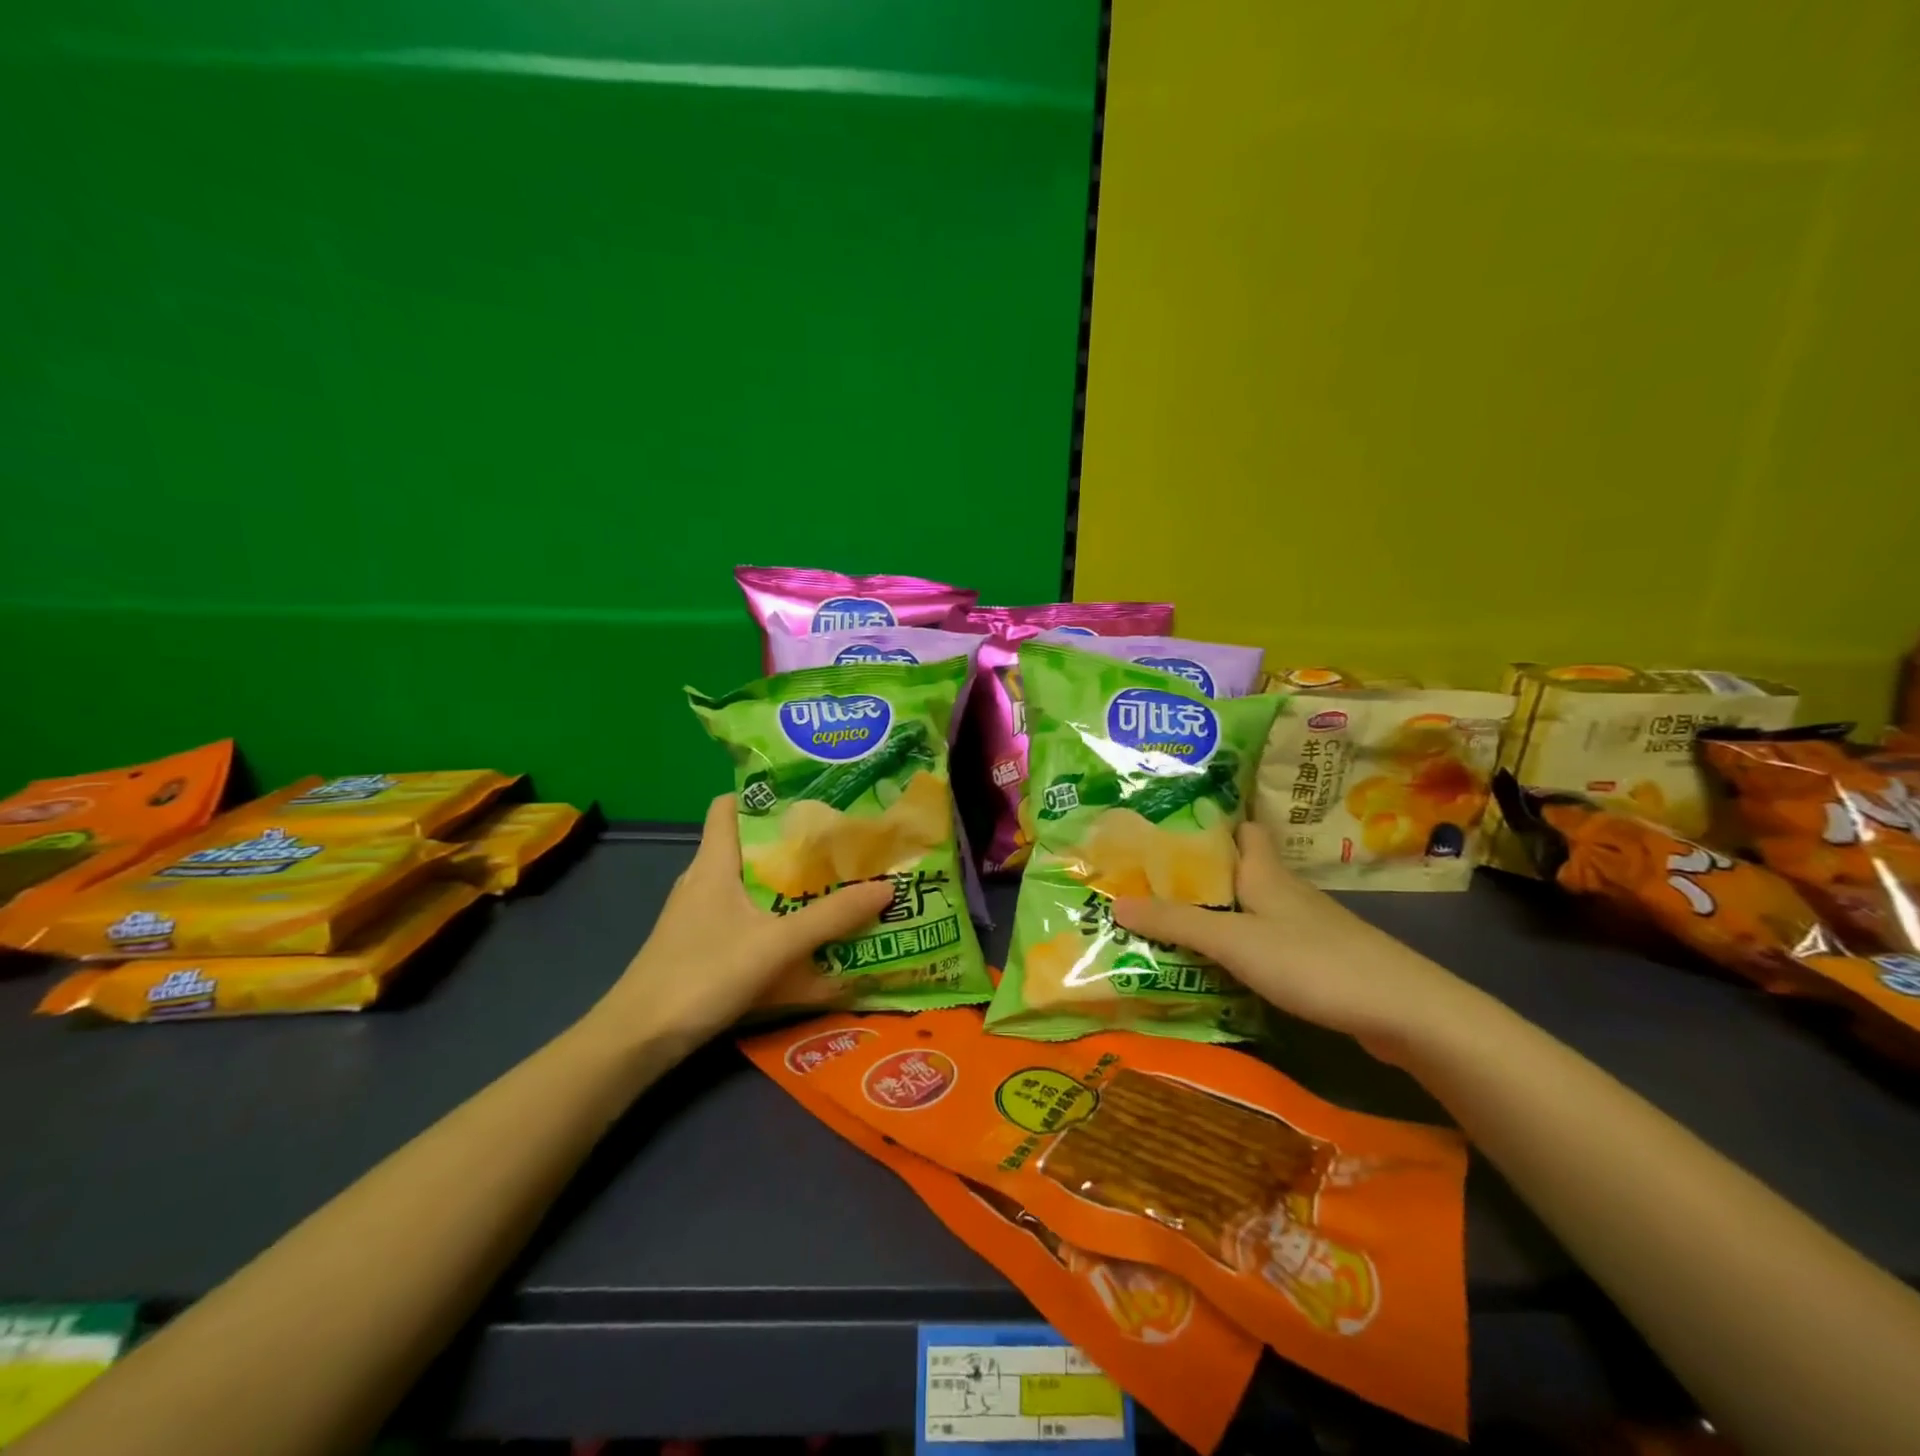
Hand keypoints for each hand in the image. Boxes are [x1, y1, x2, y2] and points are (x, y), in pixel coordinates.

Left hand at [590, 795, 893, 1048]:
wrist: (639, 1040)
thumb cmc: (702, 974)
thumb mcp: (775, 944)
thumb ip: (831, 917)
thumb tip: (888, 887)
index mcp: (714, 864)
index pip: (728, 807)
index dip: (763, 793)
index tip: (809, 793)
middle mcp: (704, 883)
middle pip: (749, 848)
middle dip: (793, 845)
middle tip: (840, 842)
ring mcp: (700, 919)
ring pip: (751, 890)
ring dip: (788, 888)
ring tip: (834, 885)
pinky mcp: (702, 950)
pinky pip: (747, 925)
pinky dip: (776, 926)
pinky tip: (806, 943)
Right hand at [1111, 820, 1481, 1057]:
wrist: (1405, 1012)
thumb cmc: (1312, 961)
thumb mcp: (1233, 941)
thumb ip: (1176, 922)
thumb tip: (1116, 901)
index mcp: (1266, 874)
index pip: (1243, 831)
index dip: (1211, 827)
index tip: (1169, 836)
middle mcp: (1286, 892)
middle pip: (1242, 872)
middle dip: (1203, 877)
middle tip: (1154, 888)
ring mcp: (1308, 928)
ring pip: (1255, 909)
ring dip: (1220, 914)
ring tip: (1176, 927)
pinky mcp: (1321, 961)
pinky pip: (1269, 942)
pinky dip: (1243, 947)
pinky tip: (1224, 968)